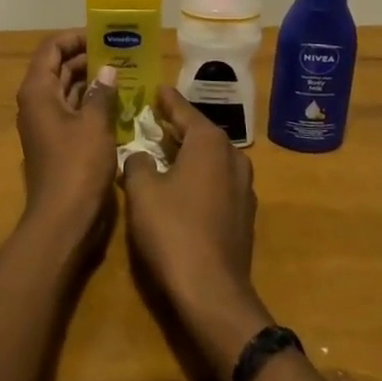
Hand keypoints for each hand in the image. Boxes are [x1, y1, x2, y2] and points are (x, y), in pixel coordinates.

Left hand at [13, 30, 119, 245]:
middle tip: (122, 53)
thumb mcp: (94, 124)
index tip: (104, 36)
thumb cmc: (77, 166)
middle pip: (59, 68)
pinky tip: (120, 102)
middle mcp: (37, 103)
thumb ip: (101, 92)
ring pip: (69, 90)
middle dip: (88, 58)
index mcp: (38, 91)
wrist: (64, 220)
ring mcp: (47, 124)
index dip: (75, 38)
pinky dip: (93, 103)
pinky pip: (74, 111)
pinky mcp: (58, 142)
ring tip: (126, 73)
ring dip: (93, 81)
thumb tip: (107, 70)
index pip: (51, 48)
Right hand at [120, 87, 272, 376]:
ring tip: (167, 148)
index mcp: (209, 143)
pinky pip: (218, 181)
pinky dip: (200, 175)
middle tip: (156, 117)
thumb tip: (140, 155)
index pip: (184, 111)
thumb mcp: (142, 191)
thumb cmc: (173, 231)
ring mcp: (243, 188)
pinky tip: (182, 184)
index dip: (168, 100)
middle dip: (179, 125)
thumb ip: (138, 164)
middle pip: (202, 133)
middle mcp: (232, 157)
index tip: (157, 88)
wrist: (212, 292)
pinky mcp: (244, 215)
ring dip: (191, 152)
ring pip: (212, 158)